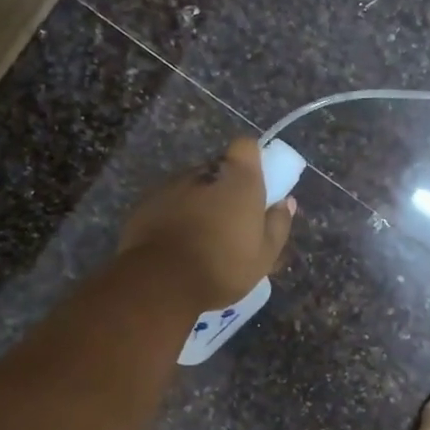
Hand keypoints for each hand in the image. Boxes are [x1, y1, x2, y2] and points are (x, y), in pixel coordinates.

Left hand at [119, 138, 296, 308]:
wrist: (160, 282)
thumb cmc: (223, 267)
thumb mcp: (264, 255)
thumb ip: (278, 224)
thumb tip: (285, 203)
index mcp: (238, 178)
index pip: (246, 146)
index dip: (251, 161)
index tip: (254, 185)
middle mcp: (203, 172)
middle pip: (218, 168)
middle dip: (224, 186)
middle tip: (229, 220)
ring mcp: (170, 185)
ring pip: (191, 185)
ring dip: (197, 201)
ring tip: (199, 236)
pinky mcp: (144, 202)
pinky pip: (166, 201)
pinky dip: (172, 214)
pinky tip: (174, 243)